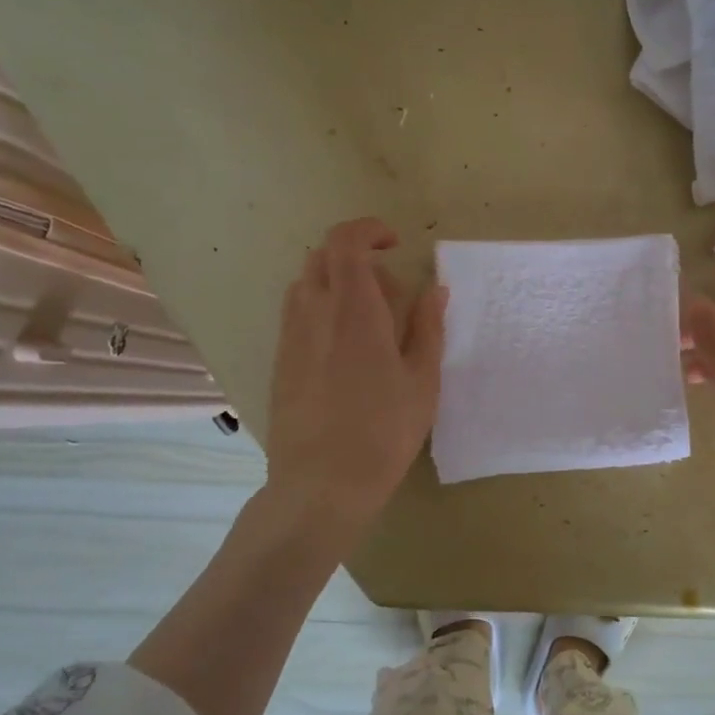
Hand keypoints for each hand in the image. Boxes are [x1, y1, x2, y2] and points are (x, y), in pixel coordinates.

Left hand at [265, 217, 445, 528]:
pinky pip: (297, 313)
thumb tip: (434, 289)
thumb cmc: (384, 432)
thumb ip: (428, 327)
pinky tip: (345, 349)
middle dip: (357, 257)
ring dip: (337, 283)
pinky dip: (321, 309)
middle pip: (322, 257)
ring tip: (369, 321)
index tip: (395, 243)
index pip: (346, 242)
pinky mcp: (281, 361)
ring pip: (306, 283)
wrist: (321, 484)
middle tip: (390, 292)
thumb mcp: (422, 380)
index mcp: (354, 310)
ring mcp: (291, 337)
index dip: (368, 230)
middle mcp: (314, 313)